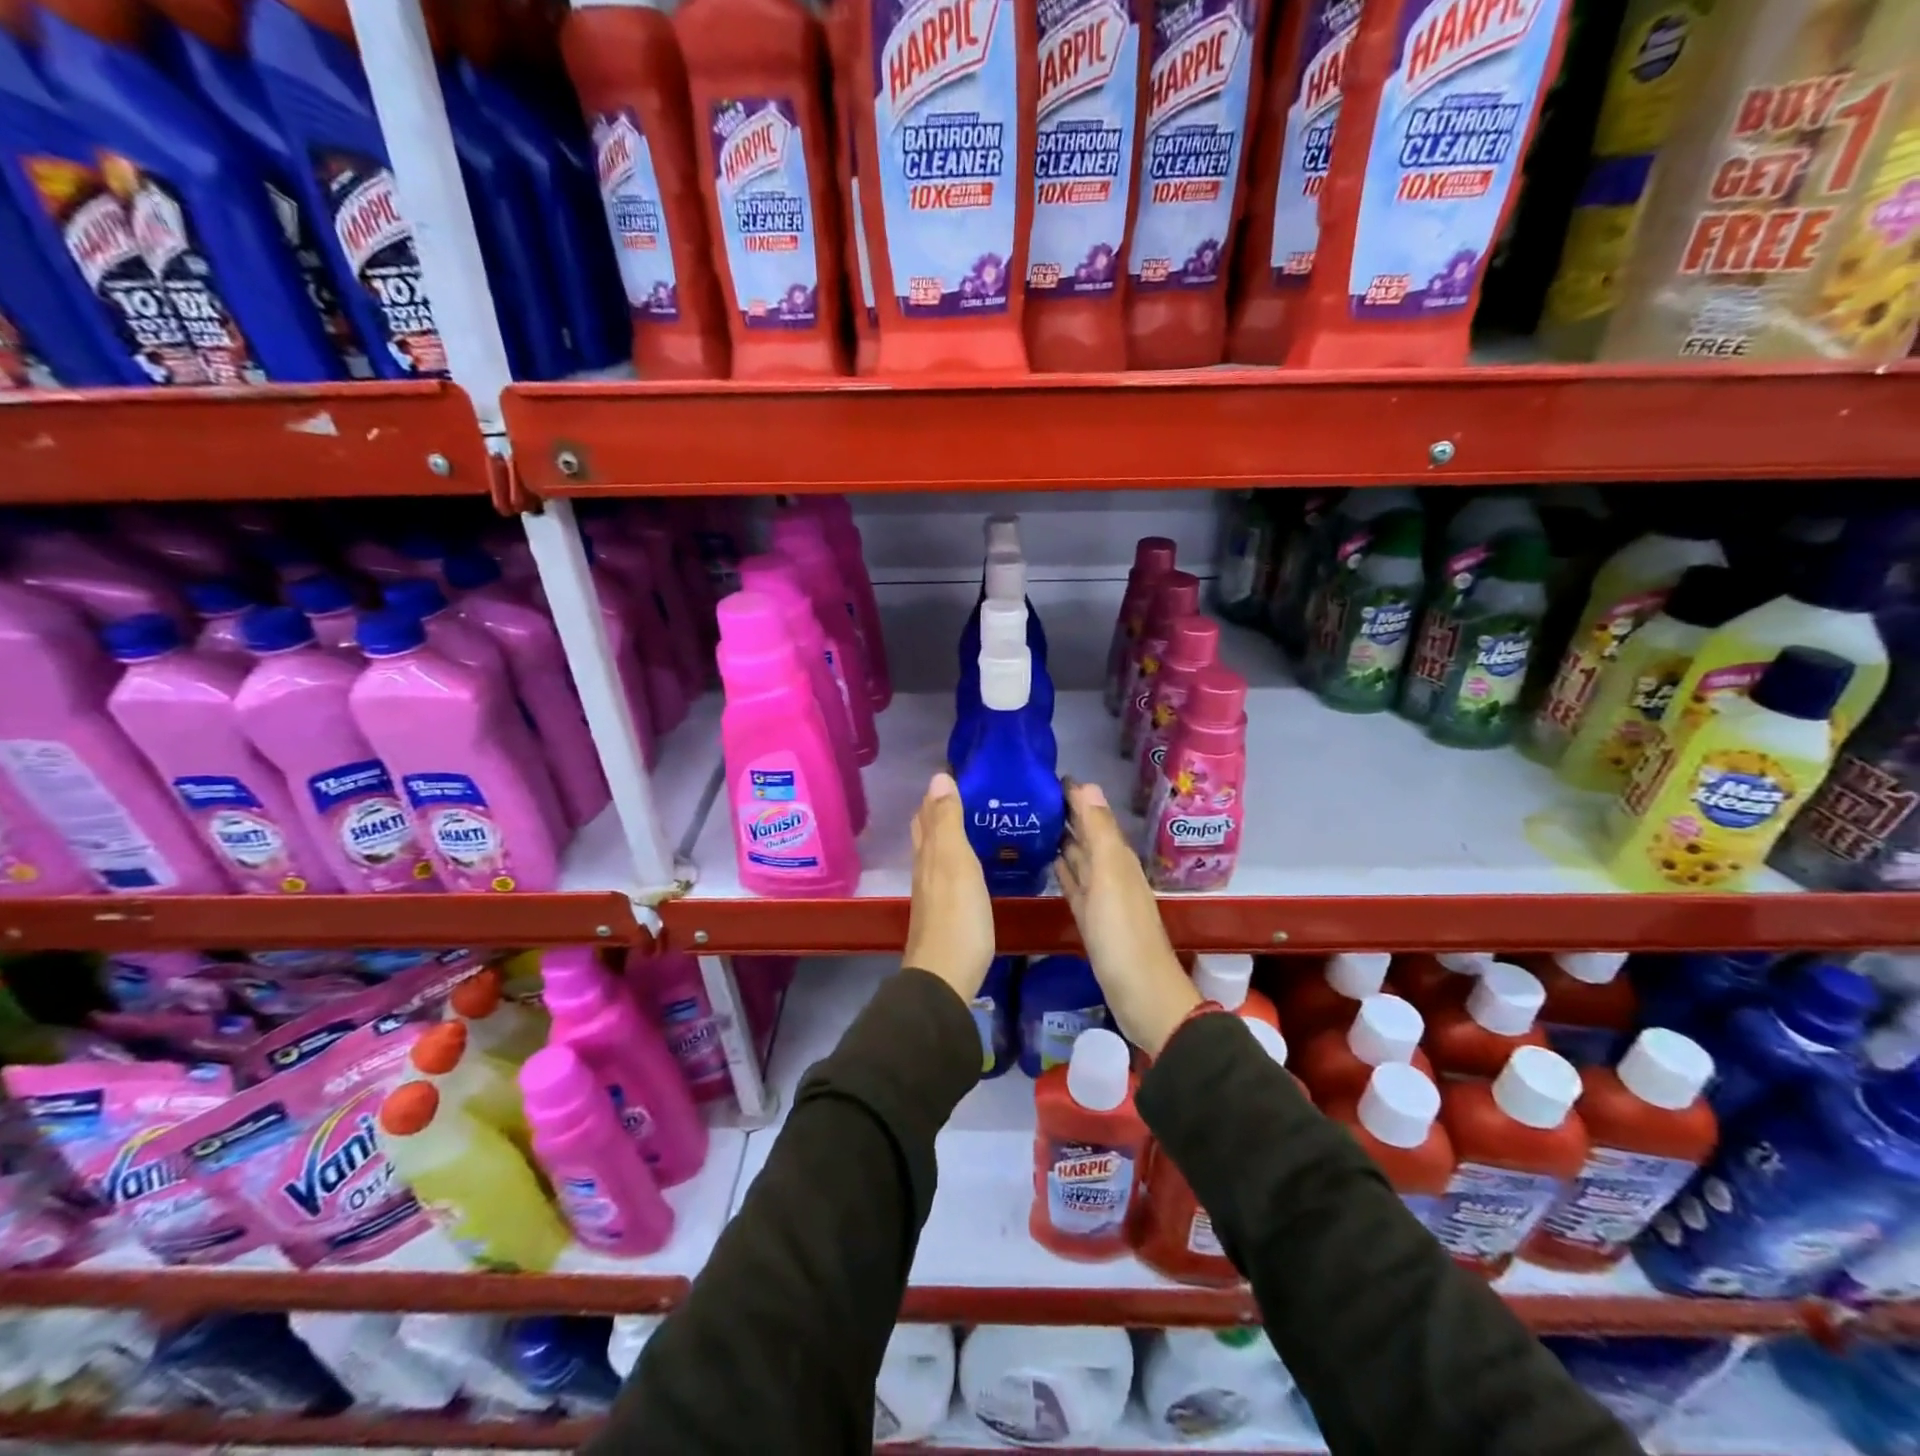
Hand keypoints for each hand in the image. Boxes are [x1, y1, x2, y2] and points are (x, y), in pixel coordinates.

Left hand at [904, 772, 994, 1002]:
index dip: (938, 792)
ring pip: (937, 852)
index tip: (960, 772)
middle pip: (928, 832)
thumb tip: (938, 777)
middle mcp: (925, 869)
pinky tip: (973, 864)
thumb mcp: (956, 862)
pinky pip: (949, 873)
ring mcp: (933, 893)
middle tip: (969, 793)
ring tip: (975, 820)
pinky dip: (958, 858)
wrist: (946, 976)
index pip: (927, 813)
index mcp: (928, 853)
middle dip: (941, 809)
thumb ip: (948, 822)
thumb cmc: (957, 916)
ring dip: (950, 833)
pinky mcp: (945, 912)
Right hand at [1055, 780, 1197, 1056]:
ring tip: (1033, 821)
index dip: (1073, 795)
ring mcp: (1100, 896)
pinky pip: (1074, 884)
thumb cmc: (1122, 932)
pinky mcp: (1090, 918)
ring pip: (1079, 857)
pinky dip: (1062, 870)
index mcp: (1116, 856)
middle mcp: (1110, 870)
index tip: (1045, 775)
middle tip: (1030, 795)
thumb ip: (1099, 831)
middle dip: (1064, 813)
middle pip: (1086, 833)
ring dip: (1061, 839)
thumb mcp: (1110, 875)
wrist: (1140, 992)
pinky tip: (1049, 862)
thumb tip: (1087, 785)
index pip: (1092, 814)